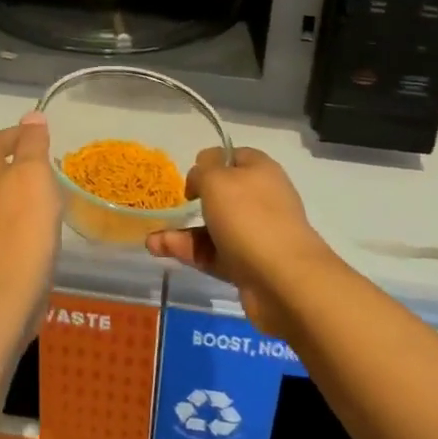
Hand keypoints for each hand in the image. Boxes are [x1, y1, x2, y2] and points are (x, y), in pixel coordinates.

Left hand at [0, 113, 61, 336]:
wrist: (6, 295)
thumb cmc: (22, 226)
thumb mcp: (33, 174)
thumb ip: (32, 144)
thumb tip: (32, 116)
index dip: (14, 133)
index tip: (41, 136)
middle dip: (19, 163)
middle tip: (50, 166)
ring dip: (22, 193)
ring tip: (51, 197)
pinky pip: (6, 227)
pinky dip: (23, 220)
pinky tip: (42, 230)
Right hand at [145, 147, 343, 337]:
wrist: (285, 281)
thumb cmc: (249, 218)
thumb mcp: (218, 179)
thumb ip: (204, 168)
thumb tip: (202, 171)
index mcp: (260, 170)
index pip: (233, 156)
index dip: (210, 162)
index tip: (191, 177)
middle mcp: (261, 199)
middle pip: (223, 194)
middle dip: (193, 200)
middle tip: (173, 206)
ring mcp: (256, 234)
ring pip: (214, 227)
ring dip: (183, 231)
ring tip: (152, 241)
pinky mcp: (248, 266)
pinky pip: (213, 253)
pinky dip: (188, 251)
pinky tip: (160, 250)